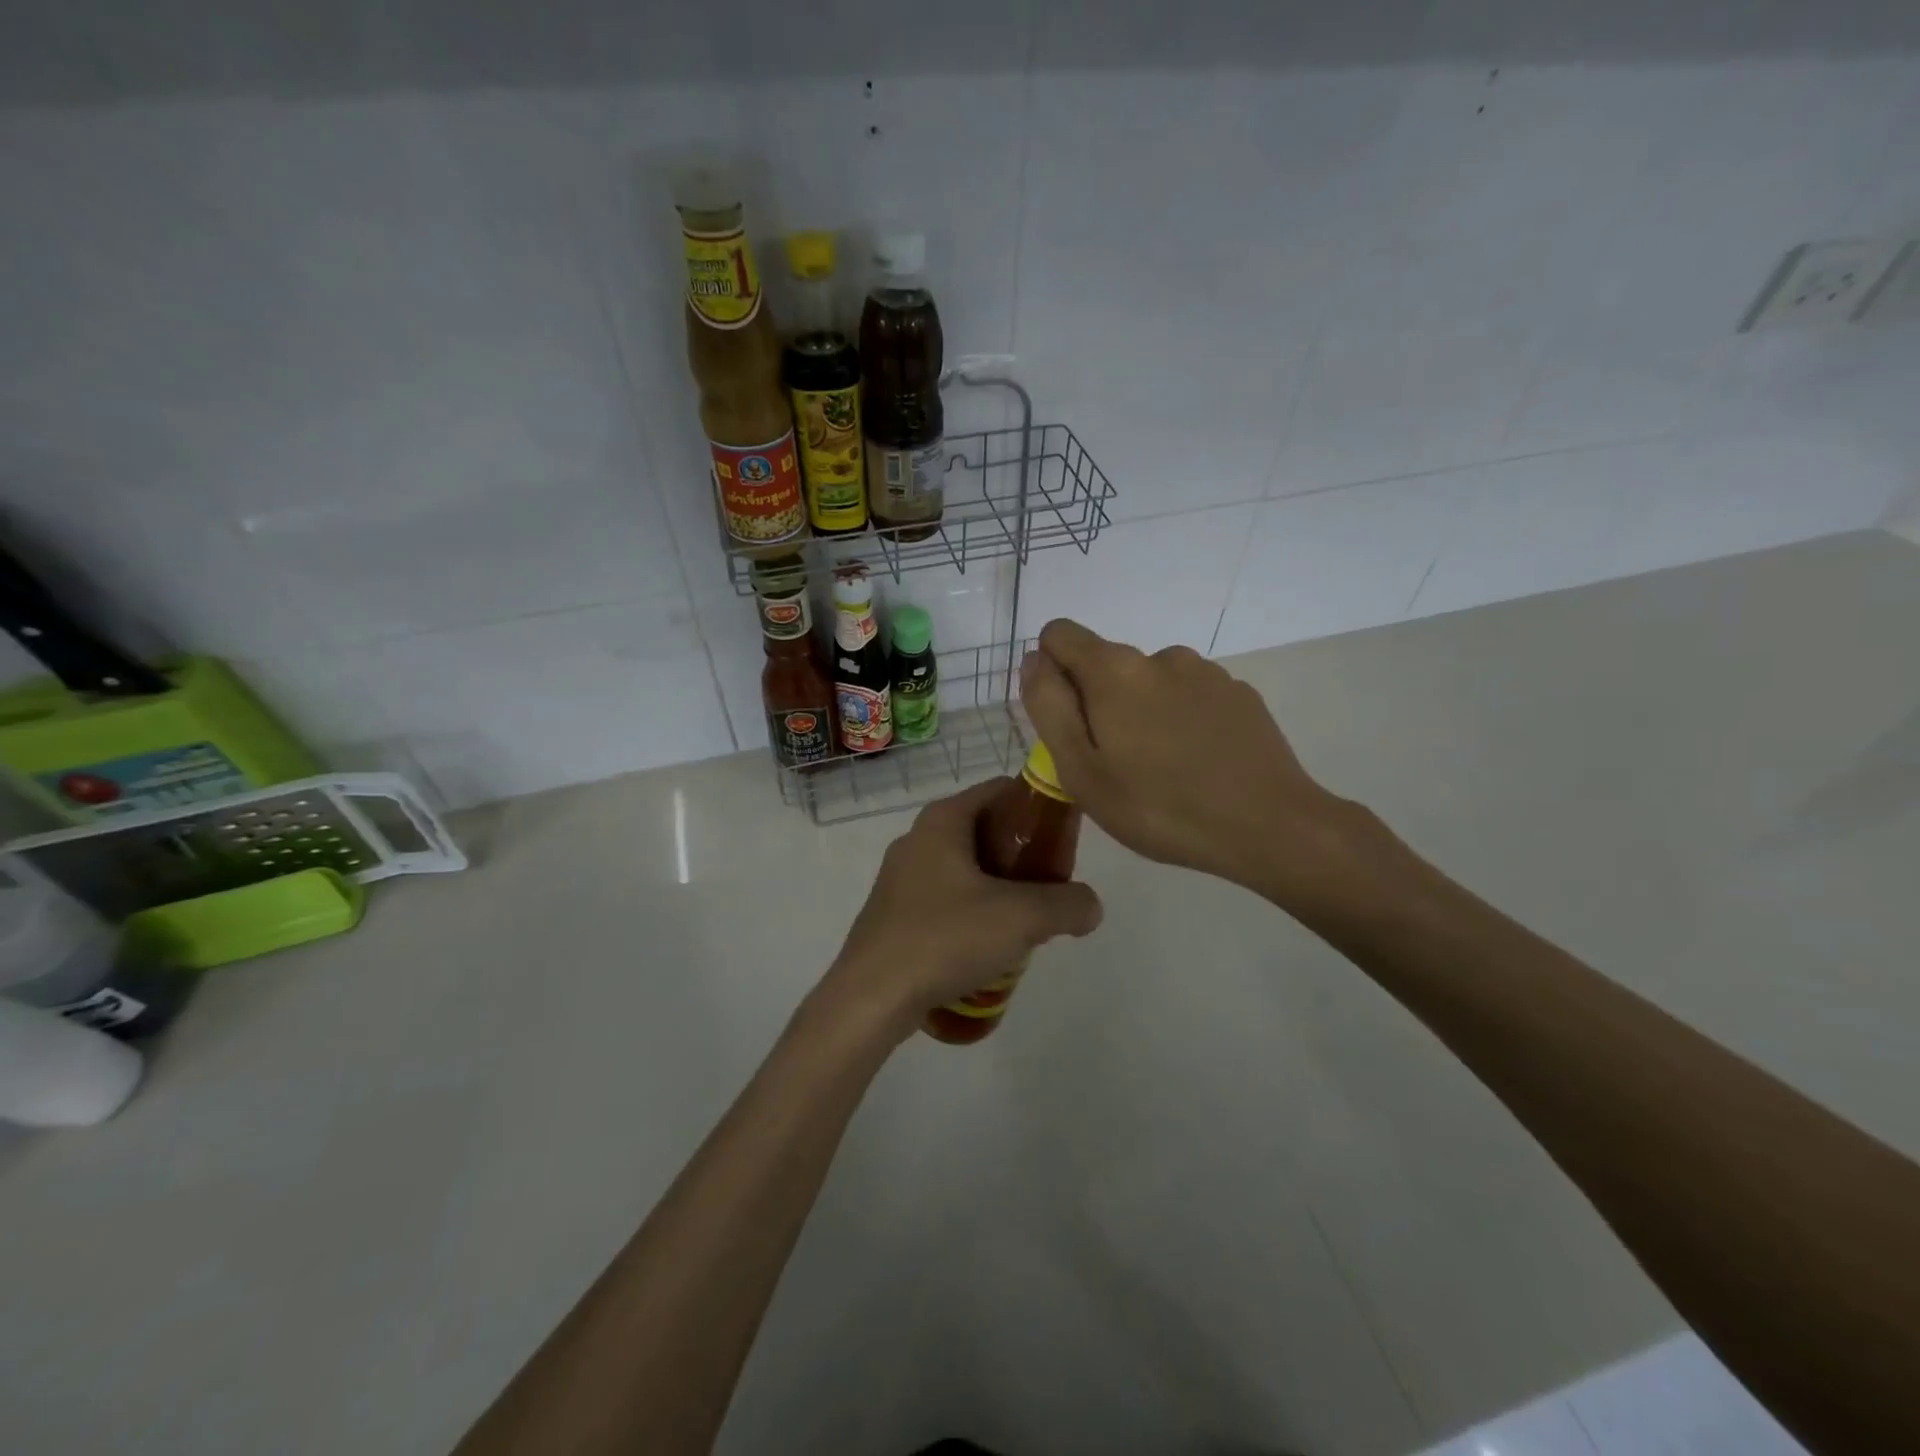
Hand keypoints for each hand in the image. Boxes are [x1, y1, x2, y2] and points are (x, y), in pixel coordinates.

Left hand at [816, 779, 1103, 1040]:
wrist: (871, 998)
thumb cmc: (945, 938)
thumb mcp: (1021, 918)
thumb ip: (1067, 905)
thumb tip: (1090, 907)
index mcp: (943, 820)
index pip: (1001, 790)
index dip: (1038, 808)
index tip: (1064, 841)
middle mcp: (918, 838)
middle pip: (985, 830)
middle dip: (1022, 855)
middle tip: (1051, 887)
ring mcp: (901, 877)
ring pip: (965, 868)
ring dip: (999, 888)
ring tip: (1025, 923)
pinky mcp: (893, 913)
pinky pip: (945, 898)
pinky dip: (972, 911)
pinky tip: (987, 948)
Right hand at [1020, 618, 1360, 908]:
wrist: (1269, 826)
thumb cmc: (1160, 807)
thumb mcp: (1082, 770)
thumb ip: (1049, 707)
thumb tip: (1034, 660)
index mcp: (1114, 670)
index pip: (1060, 634)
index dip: (1050, 671)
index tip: (1066, 722)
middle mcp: (1160, 656)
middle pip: (1106, 664)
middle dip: (1097, 703)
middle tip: (1114, 766)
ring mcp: (1206, 672)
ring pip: (1149, 682)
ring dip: (1142, 712)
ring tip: (1161, 771)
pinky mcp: (1240, 694)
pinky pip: (1190, 696)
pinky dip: (1181, 720)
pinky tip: (1199, 765)